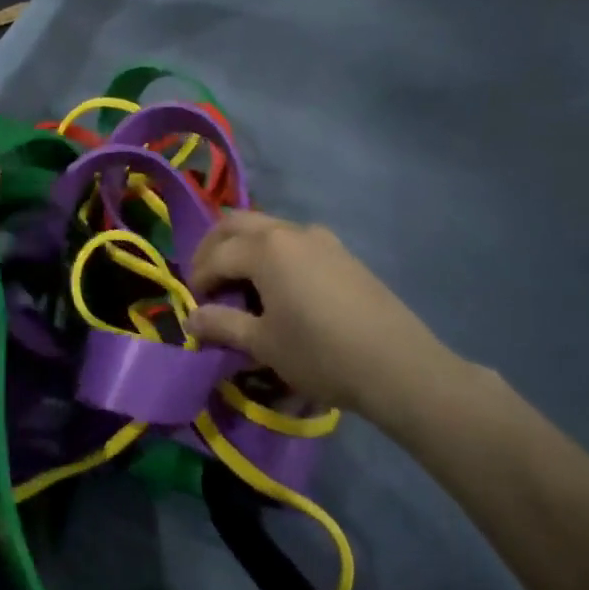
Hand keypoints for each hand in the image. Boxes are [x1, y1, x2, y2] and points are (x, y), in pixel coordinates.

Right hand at [185, 211, 462, 419]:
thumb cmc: (320, 354)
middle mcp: (288, 231)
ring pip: (266, 227)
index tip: (193, 306)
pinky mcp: (341, 252)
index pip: (216, 255)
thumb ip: (222, 325)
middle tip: (205, 279)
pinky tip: (279, 284)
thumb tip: (191, 320)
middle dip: (213, 247)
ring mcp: (319, 237)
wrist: (398, 365)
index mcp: (264, 248)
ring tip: (239, 281)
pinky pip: (293, 239)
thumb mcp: (263, 344)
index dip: (198, 278)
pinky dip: (272, 251)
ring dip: (243, 246)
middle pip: (236, 224)